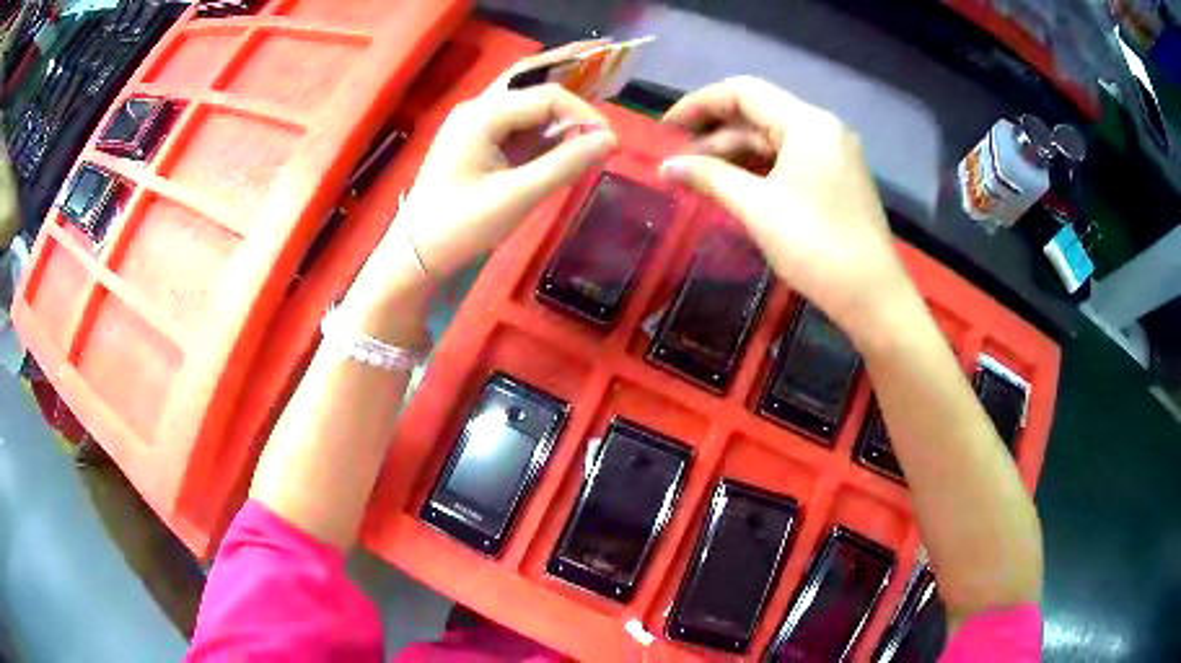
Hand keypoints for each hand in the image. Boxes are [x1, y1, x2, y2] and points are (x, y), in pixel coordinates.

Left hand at [392, 45, 617, 278]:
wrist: (415, 254)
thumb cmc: (461, 227)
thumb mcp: (517, 197)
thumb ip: (565, 164)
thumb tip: (609, 140)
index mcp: (482, 115)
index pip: (547, 96)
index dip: (584, 113)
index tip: (612, 143)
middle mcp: (477, 109)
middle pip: (528, 78)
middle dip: (567, 71)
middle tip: (605, 59)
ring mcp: (472, 123)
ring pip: (521, 96)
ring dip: (555, 96)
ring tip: (589, 96)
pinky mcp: (474, 141)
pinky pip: (513, 120)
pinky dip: (540, 121)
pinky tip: (560, 131)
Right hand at [658, 76, 918, 341]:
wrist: (873, 298)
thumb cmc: (815, 247)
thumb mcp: (757, 208)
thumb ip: (709, 178)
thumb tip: (665, 166)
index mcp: (807, 123)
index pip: (743, 92)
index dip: (699, 104)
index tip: (664, 129)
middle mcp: (822, 128)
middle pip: (758, 114)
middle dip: (714, 134)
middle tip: (677, 160)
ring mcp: (833, 154)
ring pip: (773, 139)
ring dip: (734, 154)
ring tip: (697, 177)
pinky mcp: (836, 178)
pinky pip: (789, 160)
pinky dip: (759, 169)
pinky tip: (732, 185)